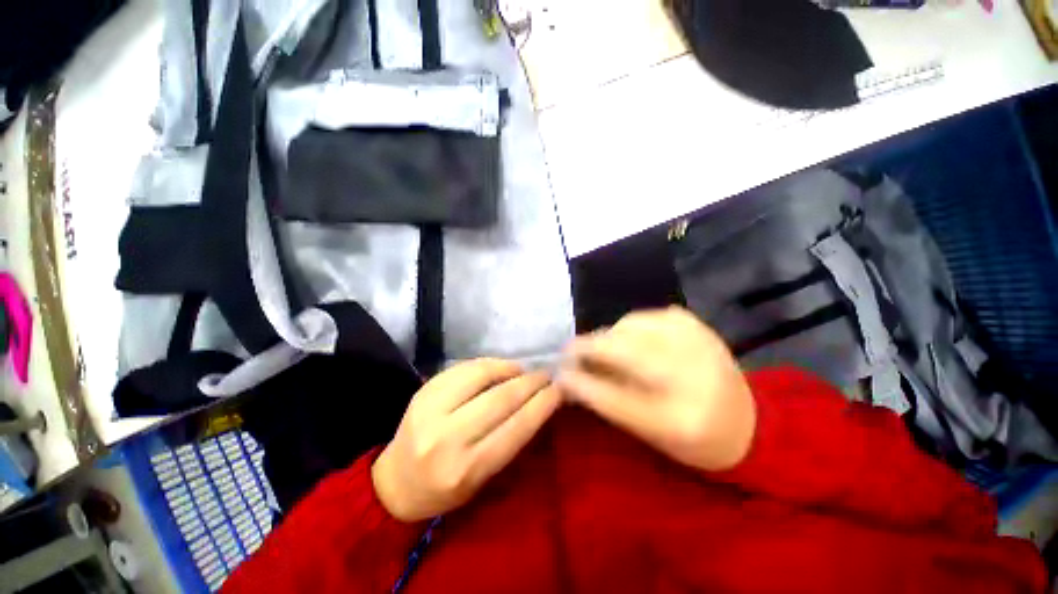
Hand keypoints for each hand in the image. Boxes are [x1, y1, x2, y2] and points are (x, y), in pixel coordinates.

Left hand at [372, 359, 560, 521]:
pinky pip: (463, 368)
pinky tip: (500, 367)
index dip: (542, 405)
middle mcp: (447, 438)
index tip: (559, 390)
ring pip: (481, 376)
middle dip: (530, 383)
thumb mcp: (484, 478)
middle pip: (500, 399)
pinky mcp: (423, 391)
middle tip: (546, 375)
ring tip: (523, 370)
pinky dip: (487, 364)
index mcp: (467, 468)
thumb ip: (510, 441)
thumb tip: (536, 403)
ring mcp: (430, 410)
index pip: (516, 428)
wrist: (396, 482)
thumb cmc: (446, 488)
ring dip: (509, 369)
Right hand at [558, 307, 755, 471]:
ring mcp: (697, 341)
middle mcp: (692, 375)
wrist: (747, 421)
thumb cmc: (693, 438)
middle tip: (570, 351)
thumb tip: (572, 375)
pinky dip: (629, 326)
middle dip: (587, 347)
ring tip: (603, 348)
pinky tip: (631, 339)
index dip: (581, 383)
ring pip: (630, 325)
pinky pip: (646, 316)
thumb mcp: (649, 433)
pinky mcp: (696, 324)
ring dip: (608, 336)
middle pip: (621, 350)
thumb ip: (609, 401)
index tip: (559, 374)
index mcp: (681, 418)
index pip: (614, 398)